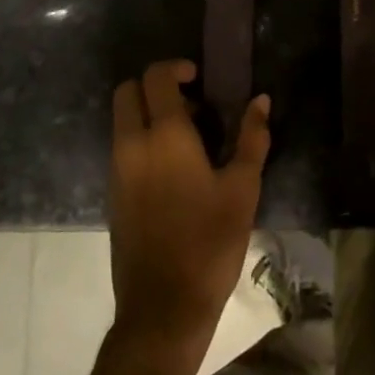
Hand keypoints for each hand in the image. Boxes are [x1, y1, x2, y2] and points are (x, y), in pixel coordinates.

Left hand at [109, 60, 269, 369]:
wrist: (163, 307)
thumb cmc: (210, 242)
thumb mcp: (243, 188)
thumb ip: (252, 138)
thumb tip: (261, 100)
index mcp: (164, 136)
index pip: (155, 77)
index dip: (176, 67)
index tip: (200, 80)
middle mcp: (132, 145)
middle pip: (127, 92)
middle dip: (154, 85)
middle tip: (191, 104)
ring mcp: (117, 171)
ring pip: (122, 120)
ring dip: (148, 113)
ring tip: (189, 138)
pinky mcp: (113, 195)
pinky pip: (122, 147)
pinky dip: (141, 139)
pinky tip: (175, 169)